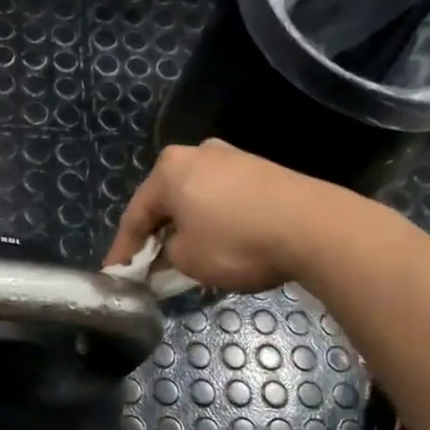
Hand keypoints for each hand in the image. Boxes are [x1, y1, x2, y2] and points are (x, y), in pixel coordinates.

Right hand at [104, 140, 341, 292]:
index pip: (135, 215)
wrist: (314, 227)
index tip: (115, 275)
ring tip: (184, 259)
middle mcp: (197, 153)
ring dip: (186, 228)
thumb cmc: (235, 241)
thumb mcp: (187, 259)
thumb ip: (165, 257)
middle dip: (156, 235)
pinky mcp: (262, 170)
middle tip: (149, 266)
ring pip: (195, 200)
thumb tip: (166, 256)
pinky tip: (218, 244)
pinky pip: (223, 200)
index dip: (124, 251)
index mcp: (169, 169)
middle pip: (166, 202)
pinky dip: (213, 222)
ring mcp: (233, 158)